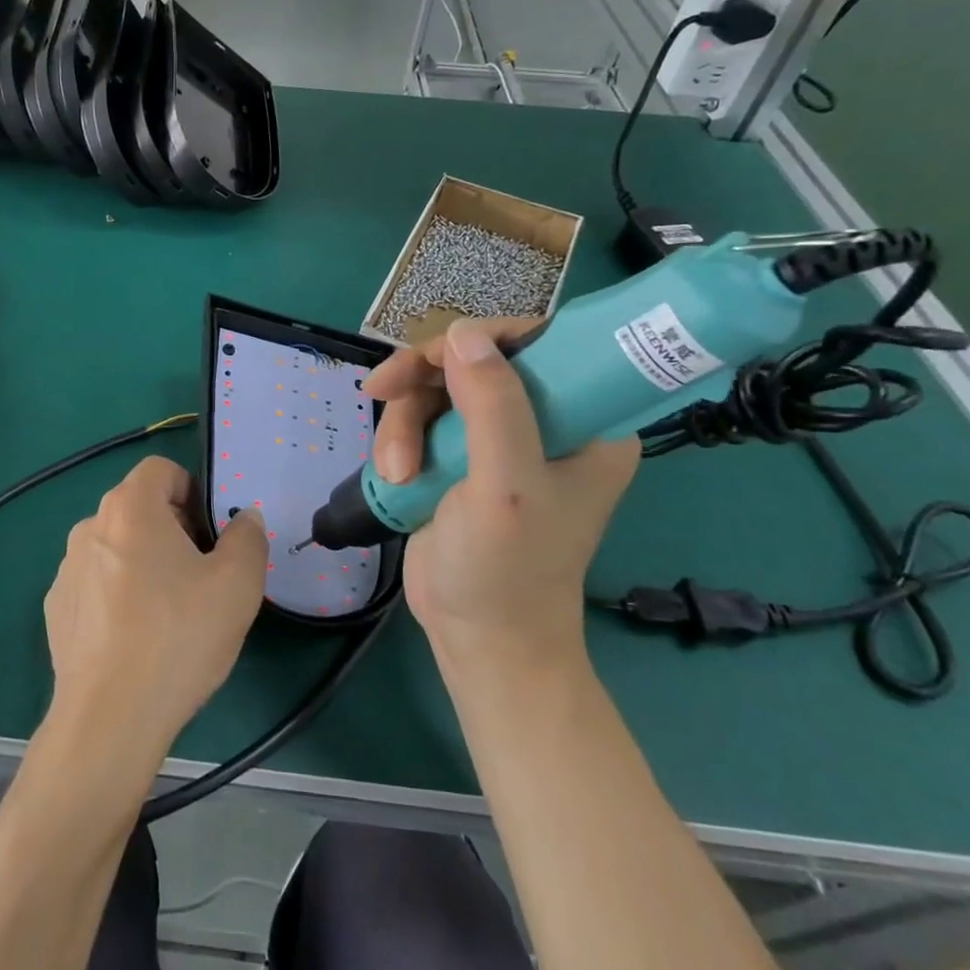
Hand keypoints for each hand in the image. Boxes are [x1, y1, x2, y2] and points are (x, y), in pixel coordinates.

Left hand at [43, 457, 267, 760]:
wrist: (109, 719)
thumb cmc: (177, 638)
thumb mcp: (237, 585)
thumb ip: (248, 538)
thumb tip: (244, 520)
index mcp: (130, 509)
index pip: (160, 470)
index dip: (191, 489)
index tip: (210, 531)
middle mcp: (90, 527)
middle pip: (138, 507)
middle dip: (173, 528)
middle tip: (201, 573)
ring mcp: (67, 569)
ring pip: (117, 546)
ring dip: (144, 561)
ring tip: (170, 611)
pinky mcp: (56, 608)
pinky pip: (96, 582)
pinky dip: (118, 594)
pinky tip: (136, 638)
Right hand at [364, 317, 638, 676]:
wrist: (476, 636)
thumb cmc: (509, 569)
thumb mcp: (507, 486)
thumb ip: (494, 406)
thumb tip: (461, 333)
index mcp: (586, 421)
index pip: (543, 343)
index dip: (487, 338)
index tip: (439, 357)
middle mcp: (545, 420)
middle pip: (474, 360)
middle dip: (424, 382)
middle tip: (383, 393)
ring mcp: (496, 438)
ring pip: (436, 388)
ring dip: (403, 422)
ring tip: (396, 470)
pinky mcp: (457, 456)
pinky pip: (418, 417)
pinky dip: (398, 439)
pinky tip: (394, 475)